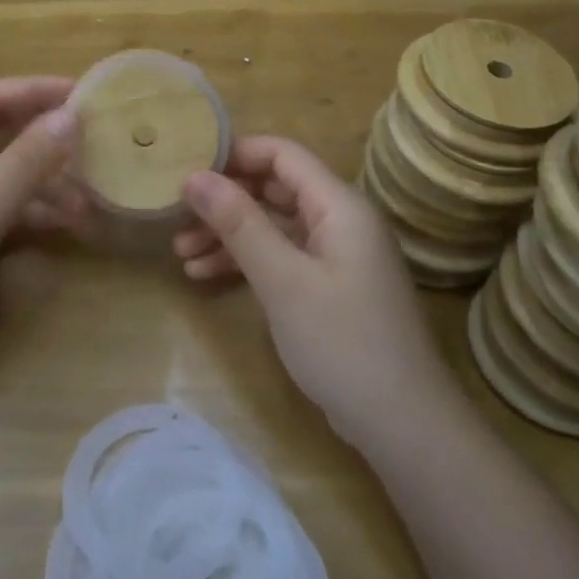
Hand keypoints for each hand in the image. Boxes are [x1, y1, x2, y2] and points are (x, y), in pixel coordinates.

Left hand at [0, 77, 86, 383]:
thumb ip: (23, 164)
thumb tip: (70, 117)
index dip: (34, 92)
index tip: (82, 94)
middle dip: (45, 140)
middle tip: (96, 141)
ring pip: (5, 177)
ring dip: (46, 182)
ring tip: (91, 195)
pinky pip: (3, 210)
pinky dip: (34, 213)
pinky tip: (68, 222)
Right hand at [174, 136, 454, 445]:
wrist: (402, 424)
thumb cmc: (342, 342)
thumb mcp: (283, 279)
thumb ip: (239, 223)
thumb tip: (194, 176)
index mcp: (339, 205)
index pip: (283, 154)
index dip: (235, 154)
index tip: (187, 168)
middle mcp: (340, 221)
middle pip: (274, 189)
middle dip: (224, 200)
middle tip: (176, 216)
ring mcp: (335, 256)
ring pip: (273, 226)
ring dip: (228, 235)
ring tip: (180, 253)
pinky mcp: (328, 286)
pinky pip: (281, 257)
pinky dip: (246, 262)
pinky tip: (205, 276)